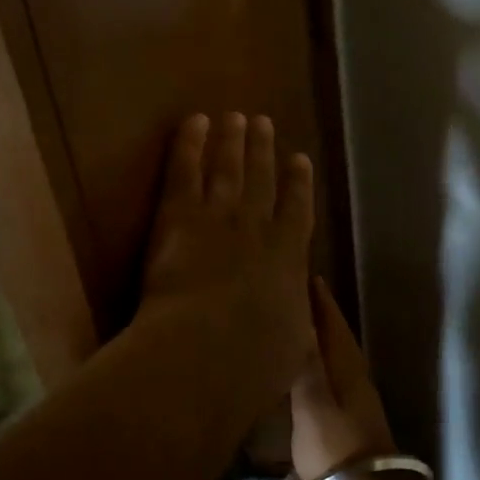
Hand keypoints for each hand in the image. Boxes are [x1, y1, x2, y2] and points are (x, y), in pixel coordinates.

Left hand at [140, 113, 315, 404]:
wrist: (207, 349)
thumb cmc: (254, 362)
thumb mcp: (291, 345)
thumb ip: (295, 321)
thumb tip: (297, 310)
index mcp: (289, 257)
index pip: (297, 210)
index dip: (299, 182)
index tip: (300, 158)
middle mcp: (257, 226)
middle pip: (261, 179)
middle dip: (263, 149)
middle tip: (263, 122)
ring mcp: (219, 216)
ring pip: (228, 168)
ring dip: (232, 140)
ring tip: (236, 117)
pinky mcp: (180, 215)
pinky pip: (185, 170)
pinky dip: (190, 143)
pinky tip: (194, 121)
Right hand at [291, 278, 402, 479]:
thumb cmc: (335, 447)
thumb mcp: (311, 404)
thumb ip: (306, 364)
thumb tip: (302, 324)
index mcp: (345, 366)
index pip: (332, 322)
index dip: (320, 300)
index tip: (308, 276)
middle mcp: (355, 375)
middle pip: (337, 335)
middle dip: (321, 314)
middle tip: (300, 294)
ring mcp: (357, 398)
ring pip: (337, 354)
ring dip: (322, 336)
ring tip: (300, 324)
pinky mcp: (352, 418)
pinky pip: (334, 374)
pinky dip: (321, 360)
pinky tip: (309, 369)